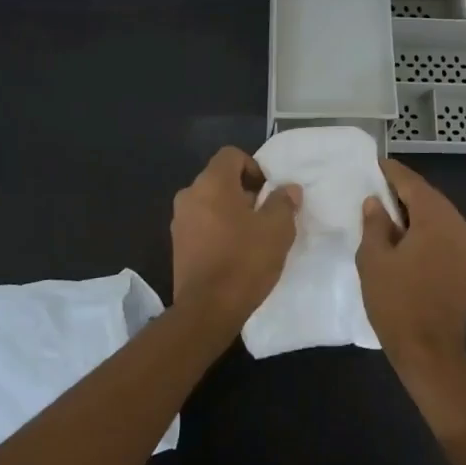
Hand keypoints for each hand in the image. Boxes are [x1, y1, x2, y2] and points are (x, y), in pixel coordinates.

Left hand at [170, 147, 300, 331]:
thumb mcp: (277, 229)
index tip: (269, 191)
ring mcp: (180, 221)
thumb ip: (283, 202)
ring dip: (231, 211)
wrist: (208, 309)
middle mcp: (190, 195)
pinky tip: (235, 251)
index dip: (254, 166)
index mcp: (212, 183)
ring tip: (253, 235)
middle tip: (266, 214)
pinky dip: (218, 229)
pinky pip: (202, 224)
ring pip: (210, 203)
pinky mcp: (178, 245)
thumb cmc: (245, 260)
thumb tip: (288, 189)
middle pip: (220, 179)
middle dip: (244, 191)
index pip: (231, 155)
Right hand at [357, 158, 465, 385]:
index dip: (391, 172)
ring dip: (412, 209)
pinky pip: (442, 232)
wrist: (430, 351)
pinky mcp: (465, 262)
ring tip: (383, 208)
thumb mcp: (374, 260)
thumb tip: (376, 203)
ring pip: (436, 214)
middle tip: (374, 185)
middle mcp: (458, 225)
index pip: (412, 183)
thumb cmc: (397, 303)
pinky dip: (422, 227)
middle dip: (402, 190)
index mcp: (437, 219)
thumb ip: (374, 224)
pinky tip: (401, 233)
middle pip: (427, 196)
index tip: (373, 163)